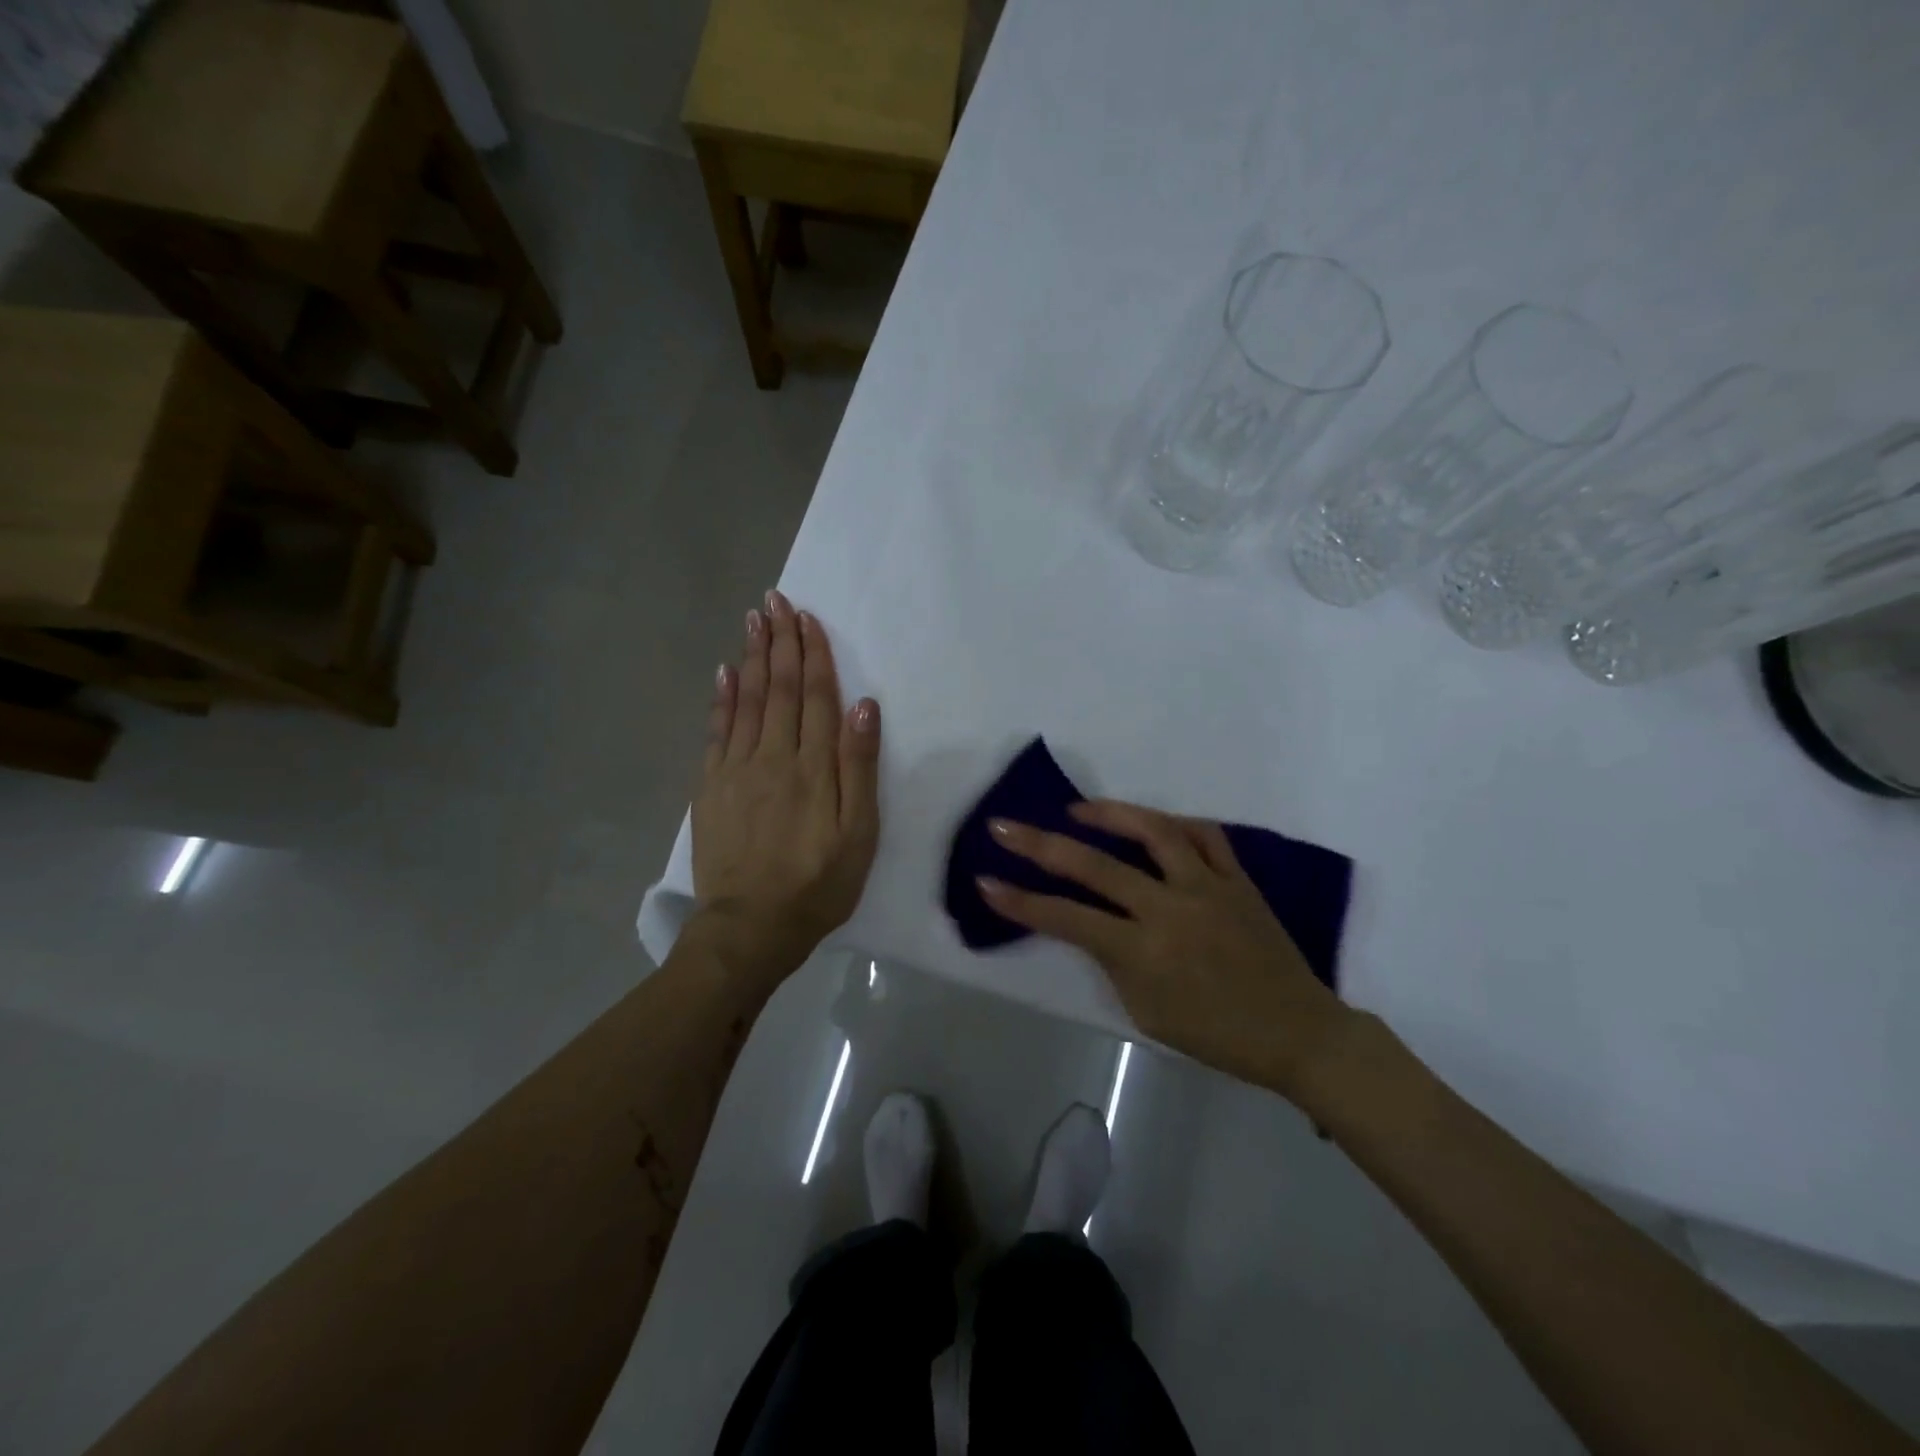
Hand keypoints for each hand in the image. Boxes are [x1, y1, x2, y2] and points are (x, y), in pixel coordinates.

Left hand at [692, 591, 880, 973]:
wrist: (751, 926)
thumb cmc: (818, 883)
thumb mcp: (858, 833)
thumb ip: (859, 766)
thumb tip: (863, 705)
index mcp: (813, 766)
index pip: (813, 695)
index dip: (812, 654)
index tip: (807, 618)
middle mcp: (772, 756)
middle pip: (777, 688)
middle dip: (779, 641)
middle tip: (776, 600)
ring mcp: (735, 769)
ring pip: (745, 701)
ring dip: (750, 657)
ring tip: (752, 620)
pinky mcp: (710, 787)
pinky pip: (716, 731)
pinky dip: (721, 698)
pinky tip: (724, 673)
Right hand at [980, 802, 1351, 1098]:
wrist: (1297, 1032)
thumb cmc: (1216, 1035)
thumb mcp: (1147, 1012)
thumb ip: (1113, 962)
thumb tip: (1090, 922)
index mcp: (1144, 952)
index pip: (1067, 918)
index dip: (1021, 901)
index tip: (986, 881)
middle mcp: (1170, 909)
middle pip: (1095, 866)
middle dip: (1041, 845)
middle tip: (1005, 826)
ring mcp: (1207, 887)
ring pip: (1154, 831)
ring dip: (1109, 813)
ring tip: (1077, 809)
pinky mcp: (1237, 878)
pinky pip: (1204, 836)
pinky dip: (1173, 824)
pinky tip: (1152, 824)